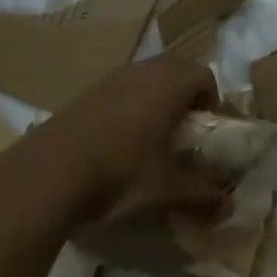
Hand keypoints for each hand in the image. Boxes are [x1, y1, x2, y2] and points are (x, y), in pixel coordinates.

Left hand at [34, 54, 226, 224]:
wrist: (46, 174)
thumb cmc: (119, 174)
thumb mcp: (165, 190)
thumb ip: (200, 195)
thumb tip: (229, 208)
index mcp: (168, 86)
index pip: (202, 75)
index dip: (211, 98)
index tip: (206, 127)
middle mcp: (141, 72)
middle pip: (174, 68)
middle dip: (184, 93)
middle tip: (183, 128)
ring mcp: (108, 79)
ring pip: (143, 75)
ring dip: (154, 96)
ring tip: (150, 135)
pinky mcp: (83, 93)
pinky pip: (118, 87)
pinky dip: (127, 104)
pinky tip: (116, 140)